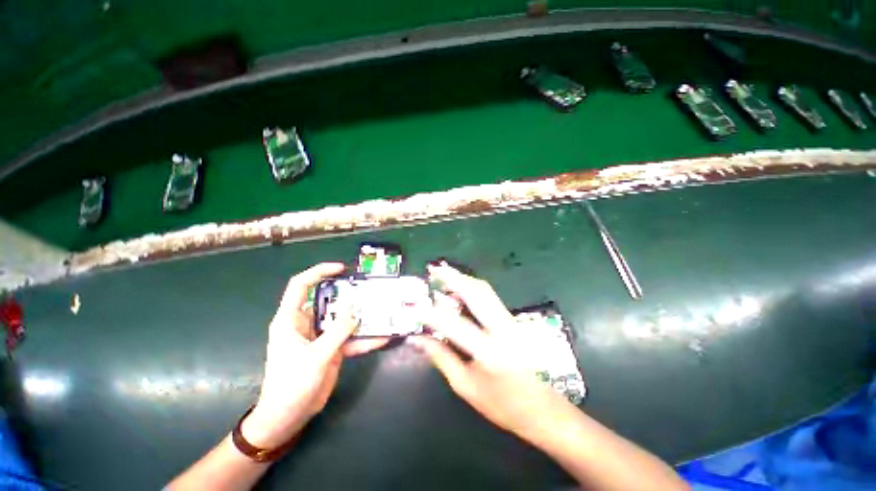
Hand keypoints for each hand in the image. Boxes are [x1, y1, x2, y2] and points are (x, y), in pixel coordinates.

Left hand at [243, 263, 386, 448]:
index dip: (319, 272)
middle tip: (370, 290)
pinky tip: (381, 338)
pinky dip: (364, 339)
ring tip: (382, 311)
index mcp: (291, 319)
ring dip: (361, 317)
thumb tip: (356, 311)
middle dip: (350, 295)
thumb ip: (337, 332)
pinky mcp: (331, 349)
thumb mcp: (315, 356)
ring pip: (343, 320)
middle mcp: (307, 323)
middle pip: (330, 301)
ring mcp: (321, 336)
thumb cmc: (291, 385)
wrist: (289, 417)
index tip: (341, 269)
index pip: (301, 285)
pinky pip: (349, 338)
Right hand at [409, 263, 571, 440]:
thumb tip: (417, 339)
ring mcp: (512, 321)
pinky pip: (490, 297)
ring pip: (485, 290)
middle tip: (434, 268)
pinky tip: (460, 289)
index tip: (414, 306)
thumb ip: (441, 357)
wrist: (542, 409)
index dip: (431, 314)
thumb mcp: (465, 385)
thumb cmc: (501, 405)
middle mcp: (503, 329)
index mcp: (490, 352)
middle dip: (453, 277)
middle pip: (477, 292)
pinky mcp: (514, 320)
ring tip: (444, 274)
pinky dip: (472, 288)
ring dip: (463, 279)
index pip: (454, 325)